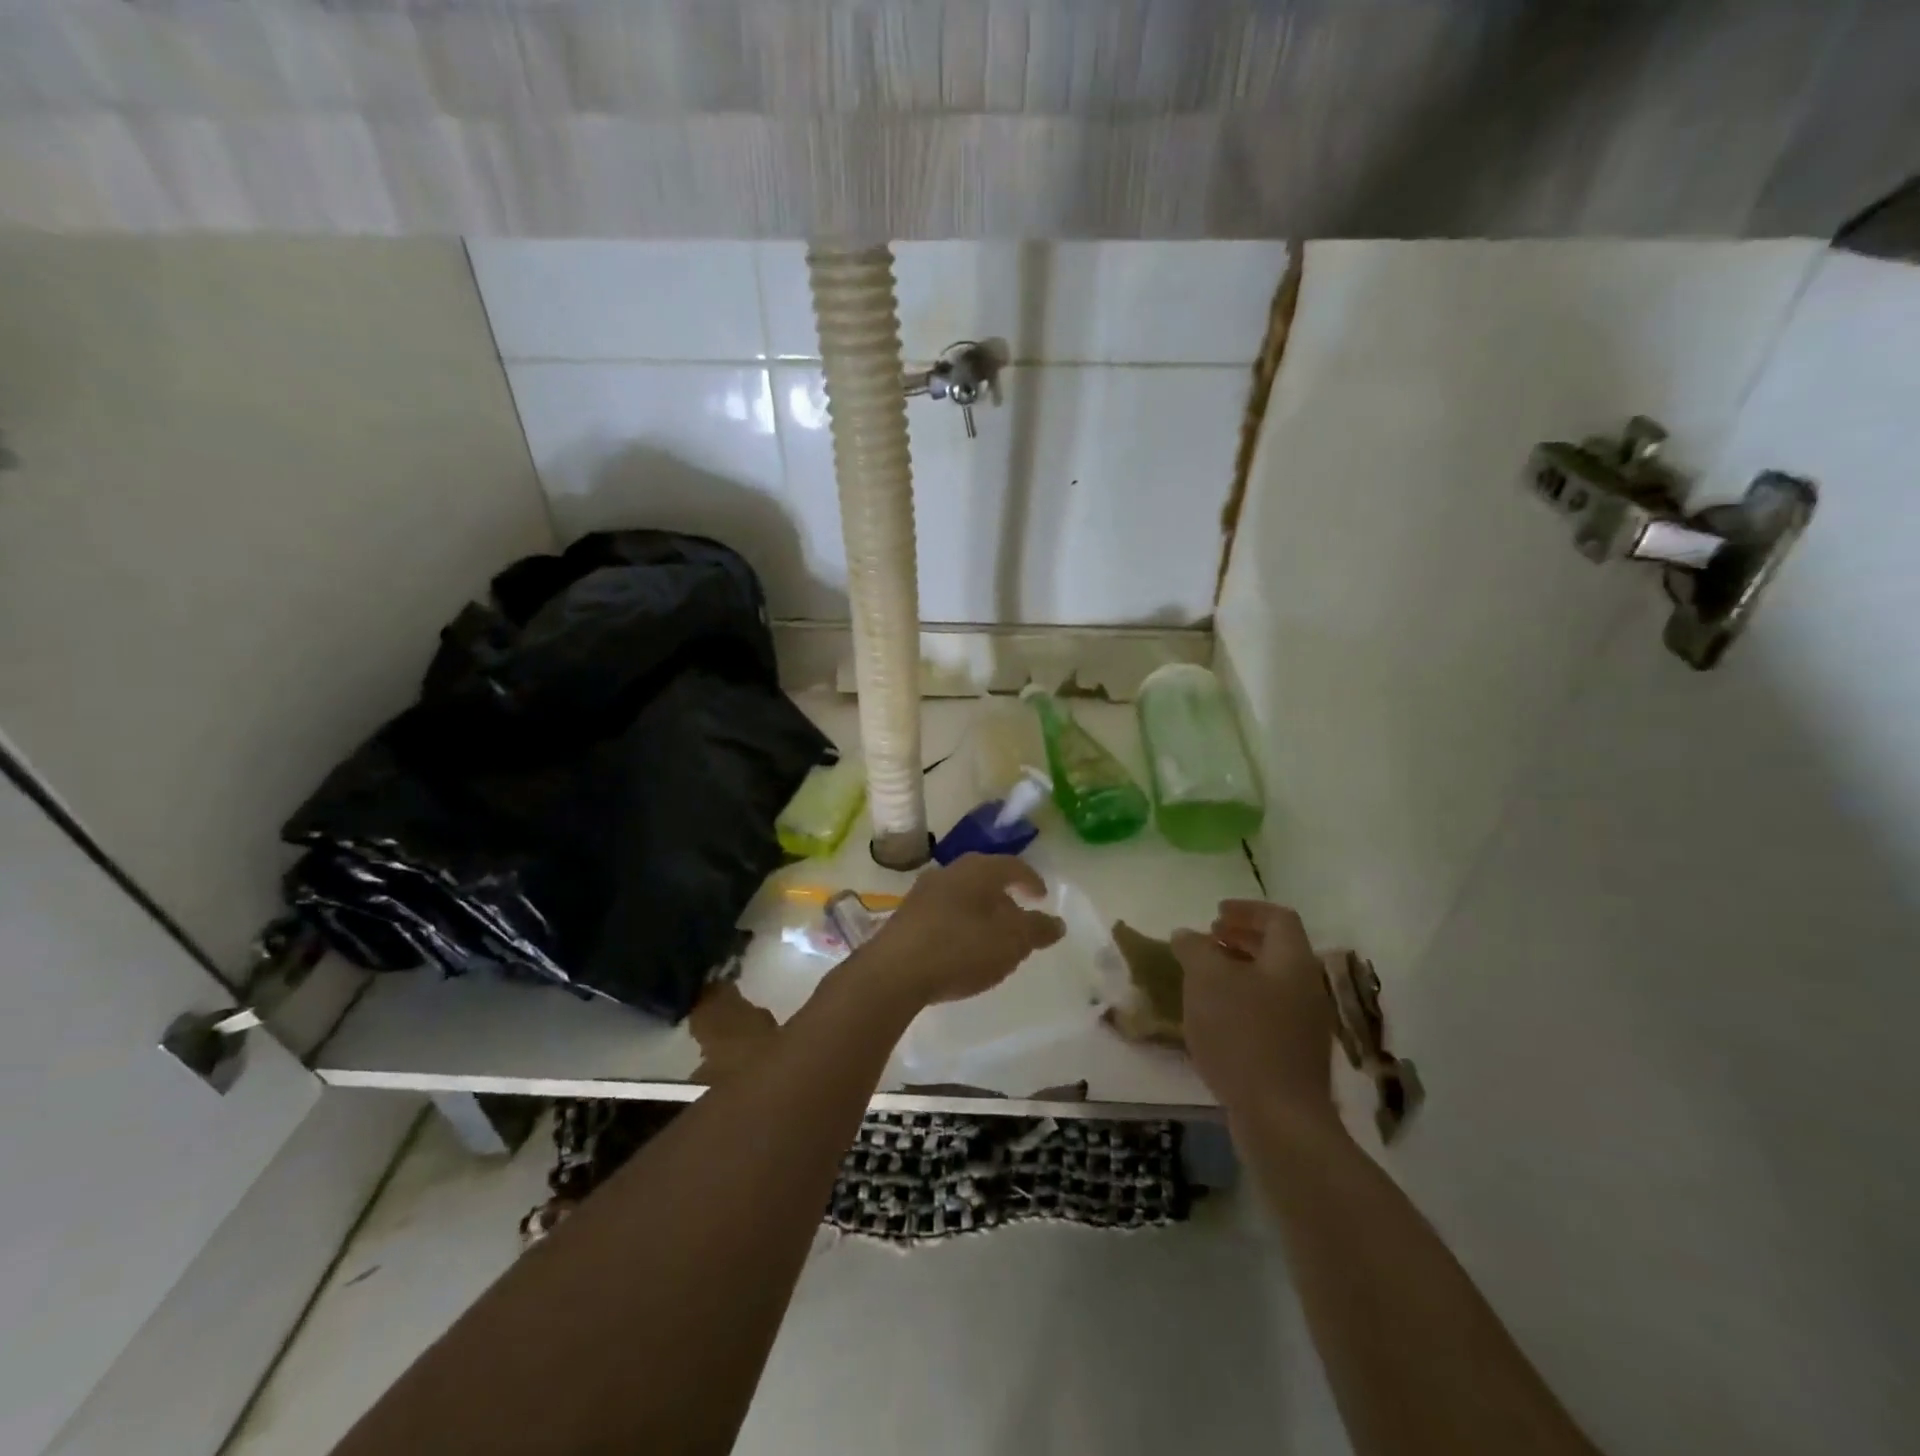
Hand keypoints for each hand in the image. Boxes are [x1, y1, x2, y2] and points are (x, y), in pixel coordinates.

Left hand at [862, 854, 1065, 1009]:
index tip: (1042, 897)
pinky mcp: (905, 918)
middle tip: (1019, 921)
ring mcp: (922, 894)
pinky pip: (943, 915)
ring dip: (981, 914)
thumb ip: (1037, 930)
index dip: (1031, 881)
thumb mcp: (1011, 942)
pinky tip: (962, 951)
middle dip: (1005, 899)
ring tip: (992, 940)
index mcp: (977, 869)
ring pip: (962, 897)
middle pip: (985, 879)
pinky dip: (960, 926)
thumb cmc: (961, 948)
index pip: (1012, 866)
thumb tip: (1057, 922)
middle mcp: (948, 872)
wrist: (893, 972)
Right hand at [1171, 900, 1336, 1124]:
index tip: (1215, 913)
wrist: (1279, 1117)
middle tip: (1208, 940)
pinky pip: (1268, 1012)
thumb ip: (1195, 949)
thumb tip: (1187, 935)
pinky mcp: (1294, 1056)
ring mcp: (1305, 1025)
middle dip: (1241, 939)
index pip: (1278, 918)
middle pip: (1277, 950)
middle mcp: (1306, 988)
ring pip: (1272, 982)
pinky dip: (1242, 1002)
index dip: (1247, 909)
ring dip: (1239, 971)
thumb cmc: (1242, 1034)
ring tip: (1204, 978)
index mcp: (1292, 962)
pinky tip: (1215, 1018)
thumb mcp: (1207, 980)